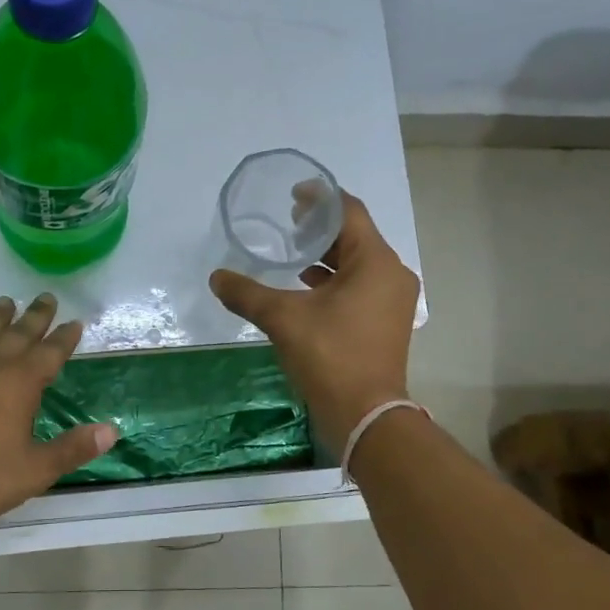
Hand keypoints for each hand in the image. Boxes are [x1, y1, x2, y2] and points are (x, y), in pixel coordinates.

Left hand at [0, 293, 117, 538]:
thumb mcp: (36, 470)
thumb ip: (74, 448)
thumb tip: (111, 430)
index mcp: (19, 384)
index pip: (50, 352)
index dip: (65, 337)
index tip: (75, 322)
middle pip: (17, 334)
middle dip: (35, 316)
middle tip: (46, 297)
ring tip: (5, 302)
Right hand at [210, 193, 420, 448]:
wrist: (365, 415)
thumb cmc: (330, 356)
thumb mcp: (283, 319)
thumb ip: (247, 293)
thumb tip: (216, 277)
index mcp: (376, 262)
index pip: (349, 212)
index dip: (320, 198)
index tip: (292, 194)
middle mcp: (391, 274)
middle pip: (355, 236)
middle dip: (320, 228)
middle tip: (287, 223)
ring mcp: (392, 301)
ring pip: (358, 263)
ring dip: (327, 256)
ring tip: (292, 253)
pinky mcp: (386, 322)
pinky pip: (360, 286)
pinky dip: (334, 281)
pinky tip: (305, 287)